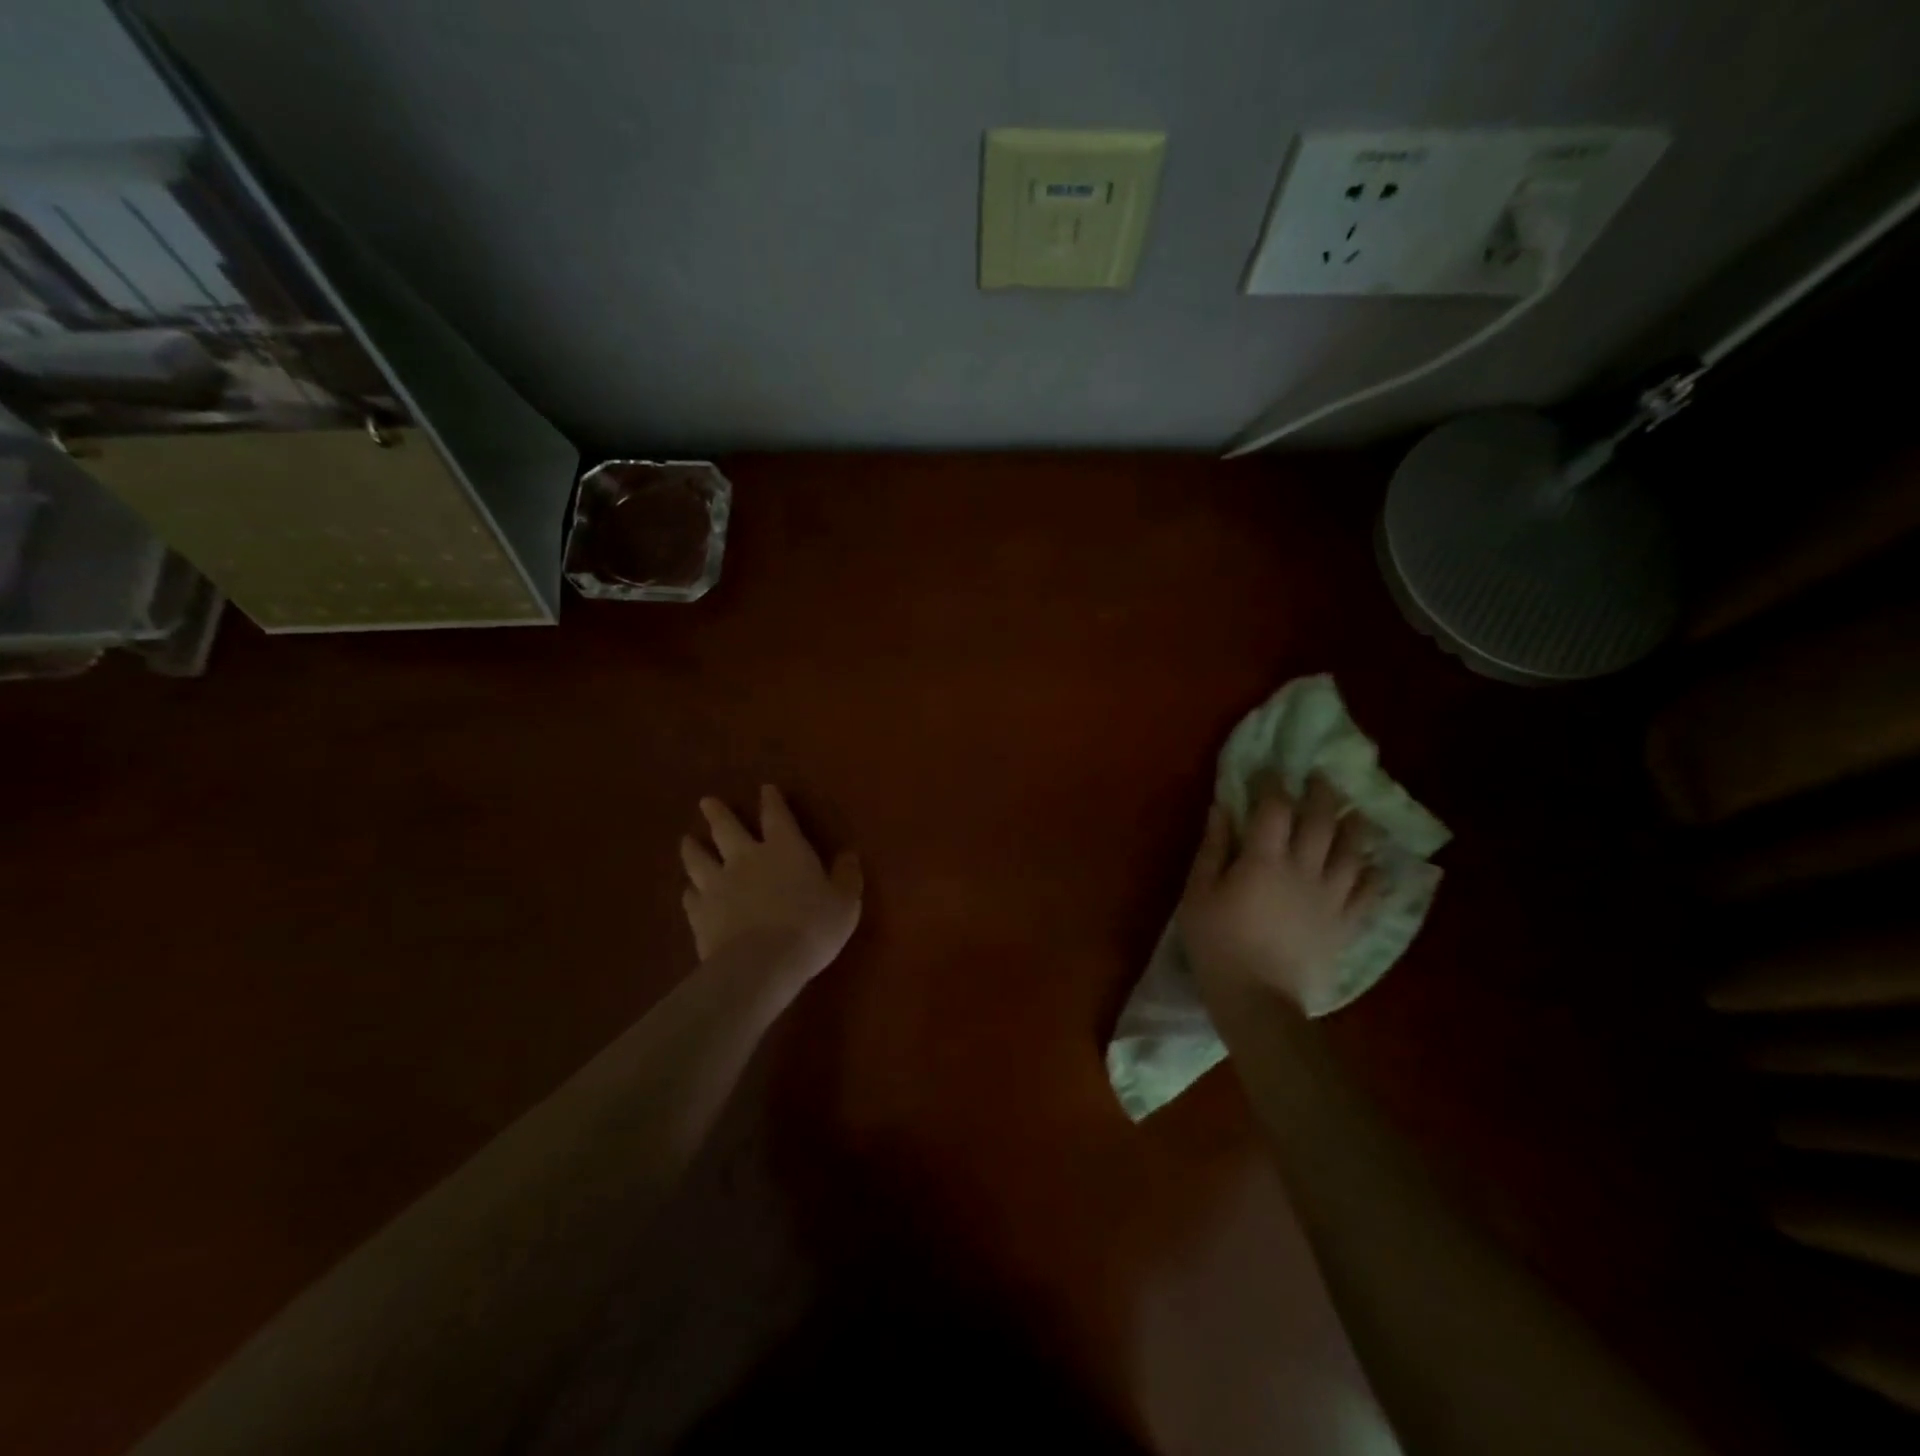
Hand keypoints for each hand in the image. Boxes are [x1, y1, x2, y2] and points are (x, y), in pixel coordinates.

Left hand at [680, 786, 863, 979]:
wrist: (761, 963)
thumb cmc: (811, 927)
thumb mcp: (845, 902)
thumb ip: (846, 877)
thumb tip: (849, 855)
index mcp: (785, 847)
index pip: (776, 815)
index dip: (771, 801)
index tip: (765, 789)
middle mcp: (746, 858)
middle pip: (727, 828)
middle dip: (718, 813)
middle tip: (706, 802)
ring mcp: (718, 885)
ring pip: (699, 858)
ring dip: (693, 848)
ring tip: (687, 840)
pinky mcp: (700, 914)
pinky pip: (690, 897)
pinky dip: (690, 891)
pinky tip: (688, 892)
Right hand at [1178, 774, 1379, 1012]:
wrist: (1257, 1001)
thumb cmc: (1217, 944)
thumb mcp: (1198, 894)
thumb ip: (1213, 849)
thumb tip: (1221, 809)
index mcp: (1264, 860)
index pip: (1274, 808)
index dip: (1273, 784)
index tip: (1271, 771)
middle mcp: (1304, 870)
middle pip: (1321, 821)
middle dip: (1322, 794)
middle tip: (1322, 777)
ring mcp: (1331, 898)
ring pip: (1353, 852)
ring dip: (1355, 826)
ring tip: (1355, 812)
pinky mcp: (1345, 924)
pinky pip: (1369, 893)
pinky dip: (1374, 874)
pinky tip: (1374, 865)